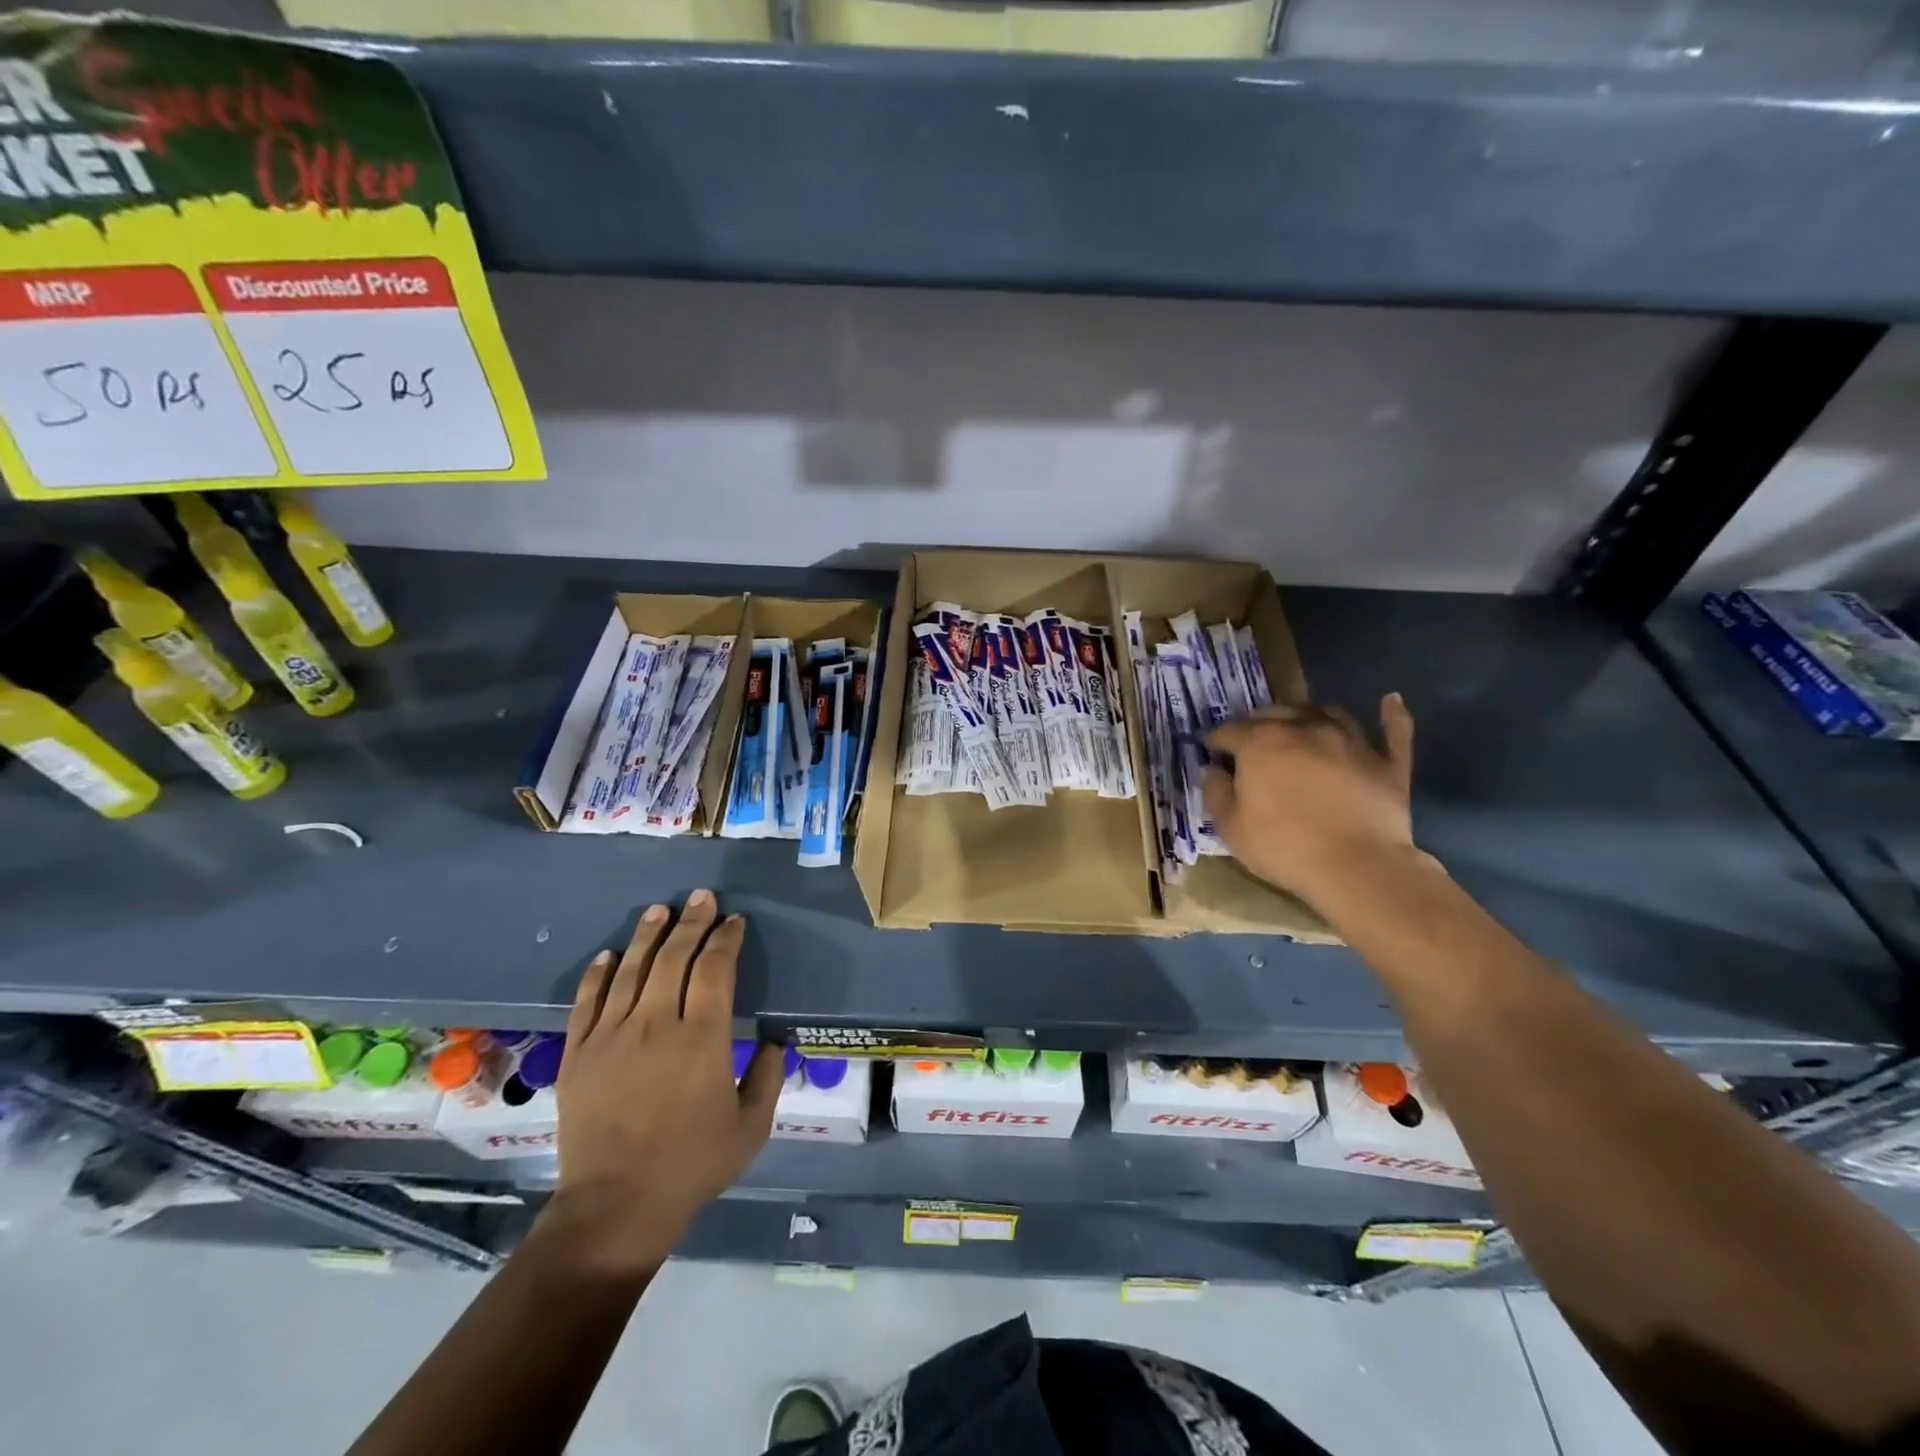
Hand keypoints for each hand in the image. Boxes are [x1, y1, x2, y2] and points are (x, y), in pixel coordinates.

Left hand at [545, 890, 782, 1273]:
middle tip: (701, 898)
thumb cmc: (692, 1164)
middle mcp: (656, 1024)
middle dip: (691, 923)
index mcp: (703, 1038)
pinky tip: (610, 954)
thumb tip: (777, 1041)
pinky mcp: (579, 1054)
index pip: (715, 970)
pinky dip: (600, 973)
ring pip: (632, 970)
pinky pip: (588, 1001)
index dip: (726, 940)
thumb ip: (769, 1076)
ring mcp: (612, 1036)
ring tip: (659, 910)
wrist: (615, 1206)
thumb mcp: (751, 1126)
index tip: (734, 922)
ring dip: (648, 935)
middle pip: (674, 958)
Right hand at [1202, 694, 1420, 910]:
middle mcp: (1304, 729)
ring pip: (1326, 712)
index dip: (1216, 743)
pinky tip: (1391, 701)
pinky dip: (1391, 714)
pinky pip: (1393, 730)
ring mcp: (1350, 741)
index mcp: (1261, 743)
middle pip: (1274, 713)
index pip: (1228, 731)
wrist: (1357, 867)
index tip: (1212, 756)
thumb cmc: (1284, 846)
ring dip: (1307, 715)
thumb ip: (1215, 792)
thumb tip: (1212, 770)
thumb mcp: (1230, 827)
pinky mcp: (1387, 762)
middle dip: (1256, 724)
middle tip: (1250, 744)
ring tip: (1299, 725)